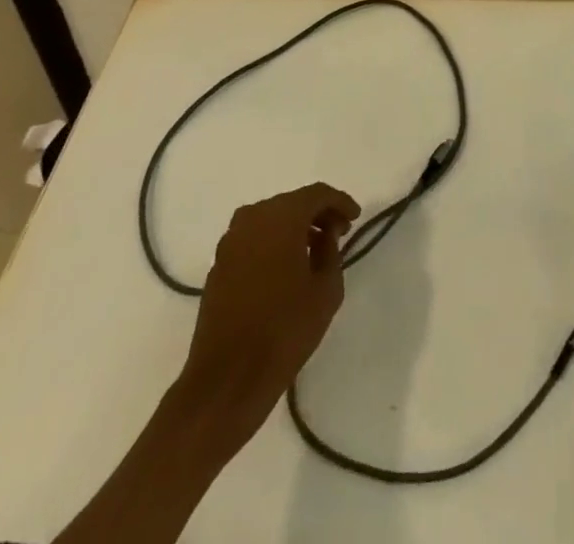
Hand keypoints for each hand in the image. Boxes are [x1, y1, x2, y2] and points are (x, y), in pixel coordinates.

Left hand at [178, 183, 359, 444]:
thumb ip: (331, 251)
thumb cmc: (284, 330)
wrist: (226, 379)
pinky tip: (285, 267)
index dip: (340, 202)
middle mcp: (252, 218)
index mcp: (281, 217)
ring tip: (314, 251)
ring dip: (294, 227)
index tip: (355, 218)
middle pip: (292, 202)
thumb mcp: (326, 290)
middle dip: (317, 214)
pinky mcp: (218, 263)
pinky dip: (273, 242)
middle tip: (338, 233)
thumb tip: (325, 233)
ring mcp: (230, 240)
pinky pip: (253, 238)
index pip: (317, 194)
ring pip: (271, 219)